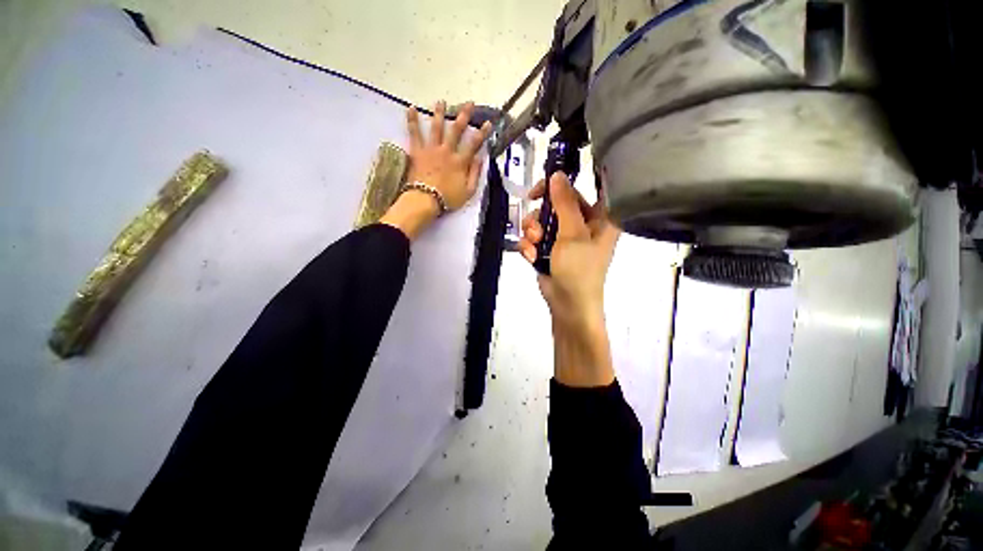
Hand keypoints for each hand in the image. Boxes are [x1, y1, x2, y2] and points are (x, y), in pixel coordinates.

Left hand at [380, 101, 490, 240]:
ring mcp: (431, 149)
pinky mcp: (417, 151)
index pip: (474, 144)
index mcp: (460, 162)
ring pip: (436, 127)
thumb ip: (475, 175)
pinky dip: (412, 120)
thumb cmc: (448, 199)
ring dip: (439, 113)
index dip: (482, 132)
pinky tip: (411, 108)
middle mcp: (447, 151)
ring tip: (441, 101)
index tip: (488, 122)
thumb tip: (480, 159)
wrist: (425, 200)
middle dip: (464, 115)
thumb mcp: (468, 192)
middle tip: (469, 103)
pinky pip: (414, 133)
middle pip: (456, 130)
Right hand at [518, 172, 620, 386]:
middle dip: (541, 212)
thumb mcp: (574, 233)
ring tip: (534, 244)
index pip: (588, 187)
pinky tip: (531, 256)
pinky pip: (533, 237)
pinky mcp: (549, 248)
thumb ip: (565, 203)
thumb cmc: (579, 269)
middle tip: (535, 221)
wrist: (567, 304)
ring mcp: (564, 237)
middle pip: (557, 201)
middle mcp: (583, 224)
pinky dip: (529, 245)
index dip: (569, 180)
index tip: (548, 179)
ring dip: (532, 230)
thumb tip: (557, 174)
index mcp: (600, 217)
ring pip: (541, 219)